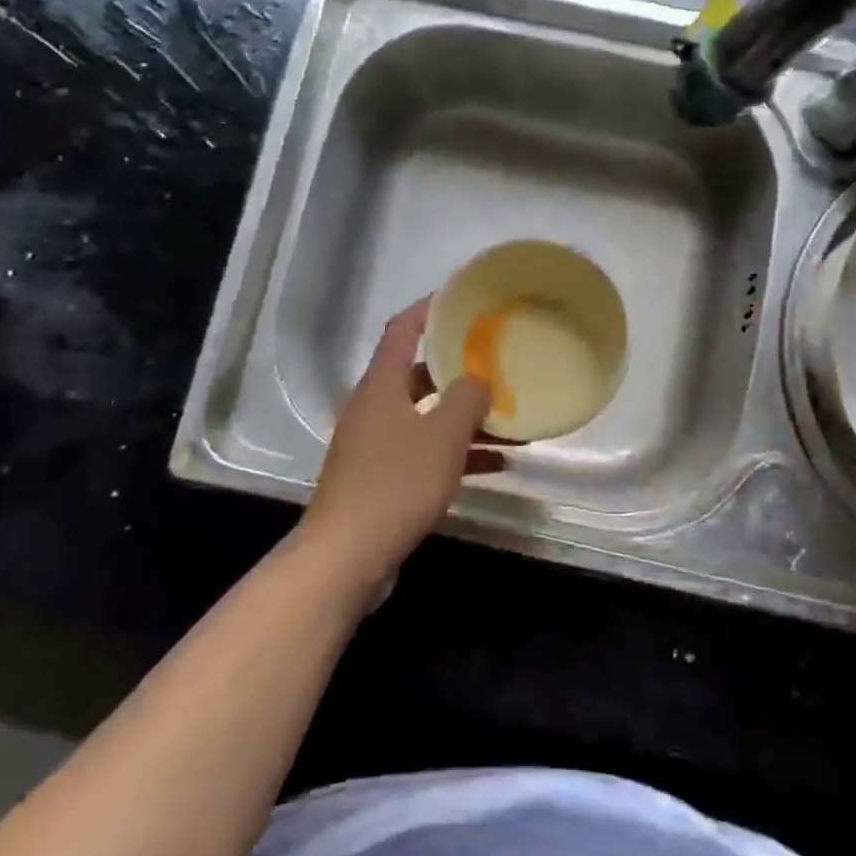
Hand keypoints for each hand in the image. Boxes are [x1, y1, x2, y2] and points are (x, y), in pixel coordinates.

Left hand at [297, 298, 503, 592]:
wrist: (347, 556)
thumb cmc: (396, 483)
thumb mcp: (443, 436)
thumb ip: (467, 399)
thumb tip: (478, 380)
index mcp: (381, 385)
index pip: (402, 329)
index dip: (429, 308)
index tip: (460, 299)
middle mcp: (374, 408)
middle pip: (417, 374)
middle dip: (457, 369)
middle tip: (496, 362)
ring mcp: (374, 445)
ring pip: (425, 417)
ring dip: (463, 417)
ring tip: (508, 417)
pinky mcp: (381, 479)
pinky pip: (424, 453)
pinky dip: (455, 453)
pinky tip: (496, 464)